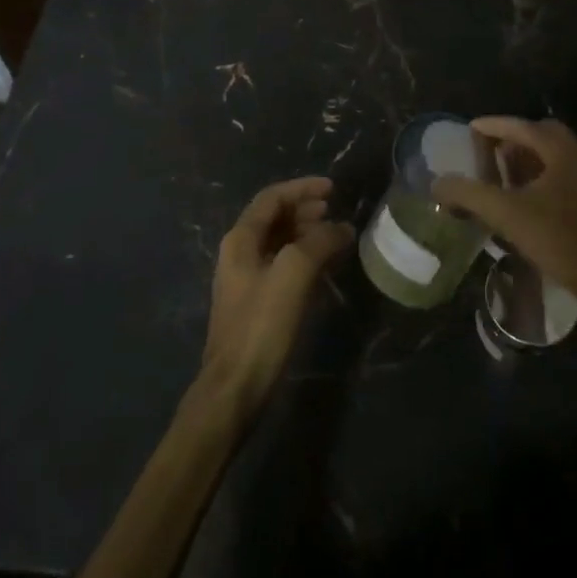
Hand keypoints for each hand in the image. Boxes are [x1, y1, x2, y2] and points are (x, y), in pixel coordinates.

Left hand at [198, 177, 353, 418]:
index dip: (302, 188)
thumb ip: (318, 243)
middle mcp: (239, 253)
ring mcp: (246, 279)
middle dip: (305, 209)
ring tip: (334, 235)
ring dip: (306, 232)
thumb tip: (342, 228)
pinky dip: (304, 257)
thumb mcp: (293, 275)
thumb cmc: (261, 326)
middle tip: (334, 211)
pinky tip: (324, 267)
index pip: (272, 198)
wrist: (234, 389)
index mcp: (241, 239)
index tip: (332, 188)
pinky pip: (283, 266)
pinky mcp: (256, 304)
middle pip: (274, 217)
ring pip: (279, 242)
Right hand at [431, 117, 576, 310]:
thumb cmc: (557, 238)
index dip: (493, 125)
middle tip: (487, 148)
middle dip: (512, 137)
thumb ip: (469, 194)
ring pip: (552, 154)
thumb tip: (437, 183)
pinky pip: (560, 172)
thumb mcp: (506, 214)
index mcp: (561, 150)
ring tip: (500, 170)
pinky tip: (522, 195)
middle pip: (540, 134)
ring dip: (526, 156)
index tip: (470, 128)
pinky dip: (538, 173)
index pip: (522, 125)